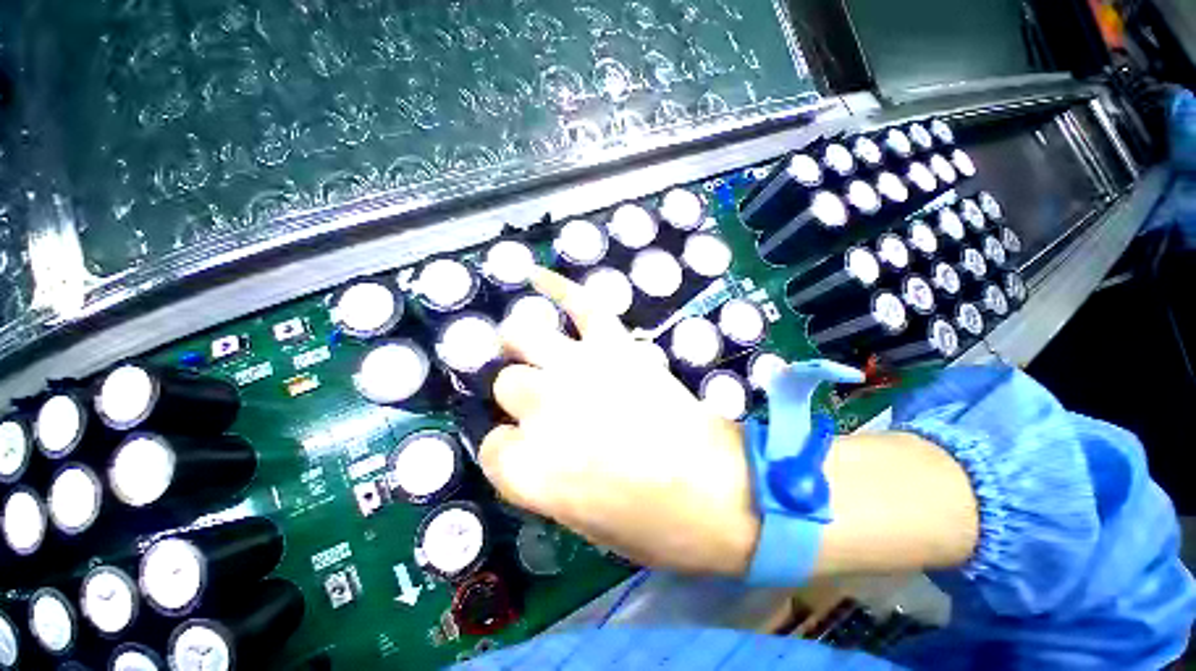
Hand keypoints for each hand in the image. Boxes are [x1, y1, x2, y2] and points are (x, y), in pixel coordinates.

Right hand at [480, 268, 759, 575]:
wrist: (721, 492)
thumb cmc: (654, 525)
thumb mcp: (582, 521)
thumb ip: (543, 478)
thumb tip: (532, 447)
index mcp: (530, 471)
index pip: (491, 447)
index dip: (508, 447)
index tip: (525, 449)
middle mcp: (543, 412)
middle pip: (507, 384)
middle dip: (519, 394)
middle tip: (543, 401)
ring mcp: (579, 370)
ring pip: (523, 337)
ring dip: (519, 342)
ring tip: (525, 345)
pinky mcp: (615, 346)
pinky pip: (581, 304)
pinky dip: (557, 287)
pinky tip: (536, 277)